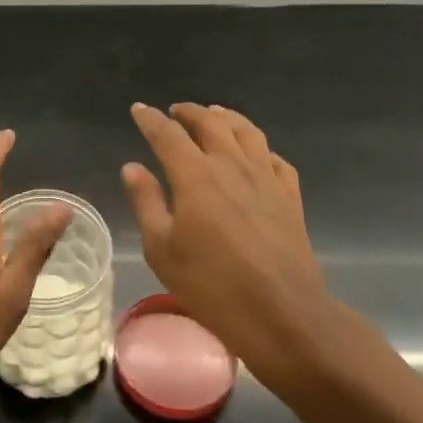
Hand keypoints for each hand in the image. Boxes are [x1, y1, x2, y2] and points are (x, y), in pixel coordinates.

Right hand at [121, 103, 339, 387]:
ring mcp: (266, 178)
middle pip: (211, 123)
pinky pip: (275, 158)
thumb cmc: (211, 284)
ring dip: (226, 118)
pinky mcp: (290, 197)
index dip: (150, 119)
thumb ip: (146, 202)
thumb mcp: (162, 249)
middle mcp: (231, 165)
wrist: (281, 313)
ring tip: (215, 114)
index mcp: (195, 175)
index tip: (139, 109)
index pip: (167, 135)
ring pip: (246, 132)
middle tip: (175, 111)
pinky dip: (260, 148)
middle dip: (190, 112)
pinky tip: (255, 154)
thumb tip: (132, 167)